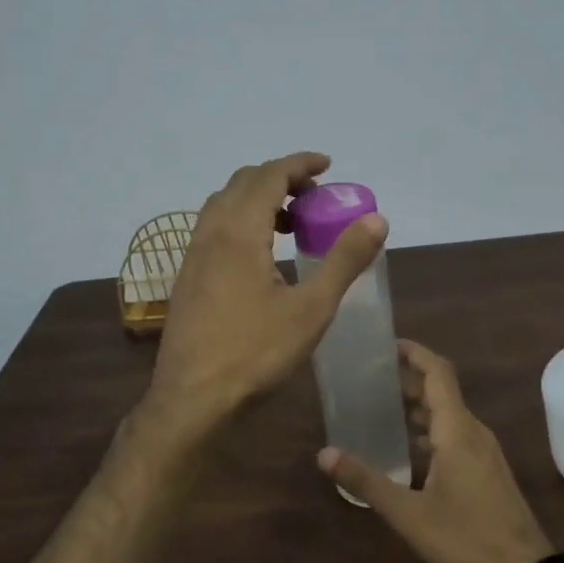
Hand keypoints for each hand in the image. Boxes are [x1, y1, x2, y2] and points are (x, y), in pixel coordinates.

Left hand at [146, 152, 387, 438]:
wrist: (192, 398)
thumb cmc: (255, 354)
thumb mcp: (311, 309)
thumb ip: (344, 261)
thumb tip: (377, 219)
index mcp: (239, 232)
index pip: (269, 176)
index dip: (299, 164)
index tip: (327, 165)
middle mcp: (210, 234)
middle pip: (243, 183)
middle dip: (280, 178)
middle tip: (314, 197)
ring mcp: (192, 255)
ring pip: (223, 205)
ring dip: (257, 199)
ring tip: (292, 223)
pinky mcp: (186, 277)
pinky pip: (213, 228)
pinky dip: (240, 221)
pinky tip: (260, 255)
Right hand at [319, 340, 554, 562]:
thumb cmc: (466, 537)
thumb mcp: (408, 513)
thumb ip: (366, 481)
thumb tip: (324, 454)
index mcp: (457, 430)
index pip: (437, 373)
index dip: (414, 353)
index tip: (386, 344)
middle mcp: (473, 432)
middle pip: (441, 391)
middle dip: (408, 379)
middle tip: (370, 377)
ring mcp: (484, 452)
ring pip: (449, 415)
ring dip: (419, 405)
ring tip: (382, 406)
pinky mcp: (487, 471)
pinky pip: (456, 435)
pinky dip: (430, 429)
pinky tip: (409, 447)